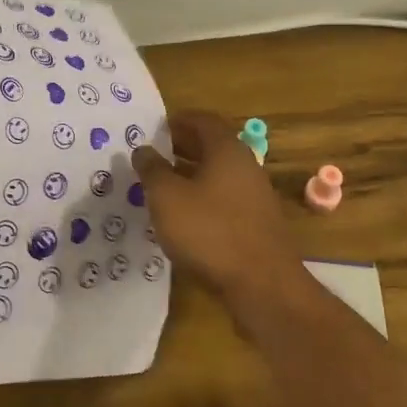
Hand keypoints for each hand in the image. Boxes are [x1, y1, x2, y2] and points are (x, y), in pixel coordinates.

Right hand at [132, 110, 302, 306]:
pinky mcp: (257, 224)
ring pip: (218, 175)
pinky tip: (184, 218)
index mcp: (227, 150)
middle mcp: (246, 166)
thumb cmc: (210, 231)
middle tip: (154, 156)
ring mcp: (255, 196)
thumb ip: (152, 170)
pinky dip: (203, 199)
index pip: (203, 120)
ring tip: (162, 187)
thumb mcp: (167, 198)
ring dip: (191, 175)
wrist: (263, 286)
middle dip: (182, 148)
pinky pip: (225, 199)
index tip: (156, 128)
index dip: (178, 120)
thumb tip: (143, 149)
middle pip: (212, 146)